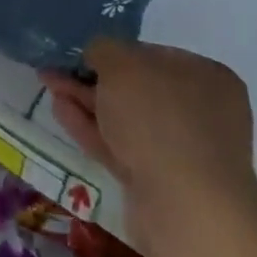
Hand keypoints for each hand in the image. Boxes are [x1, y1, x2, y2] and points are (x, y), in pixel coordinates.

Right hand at [39, 40, 256, 254]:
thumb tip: (96, 54)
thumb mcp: (121, 64)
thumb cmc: (159, 118)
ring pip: (124, 118)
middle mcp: (201, 111)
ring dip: (86, 101)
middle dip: (92, 78)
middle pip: (136, 88)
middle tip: (55, 69)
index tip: (81, 52)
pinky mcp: (160, 181)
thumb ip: (102, 49)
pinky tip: (60, 111)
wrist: (185, 208)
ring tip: (49, 85)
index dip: (113, 51)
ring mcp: (182, 150)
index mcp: (207, 77)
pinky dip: (90, 128)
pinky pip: (120, 145)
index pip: (152, 55)